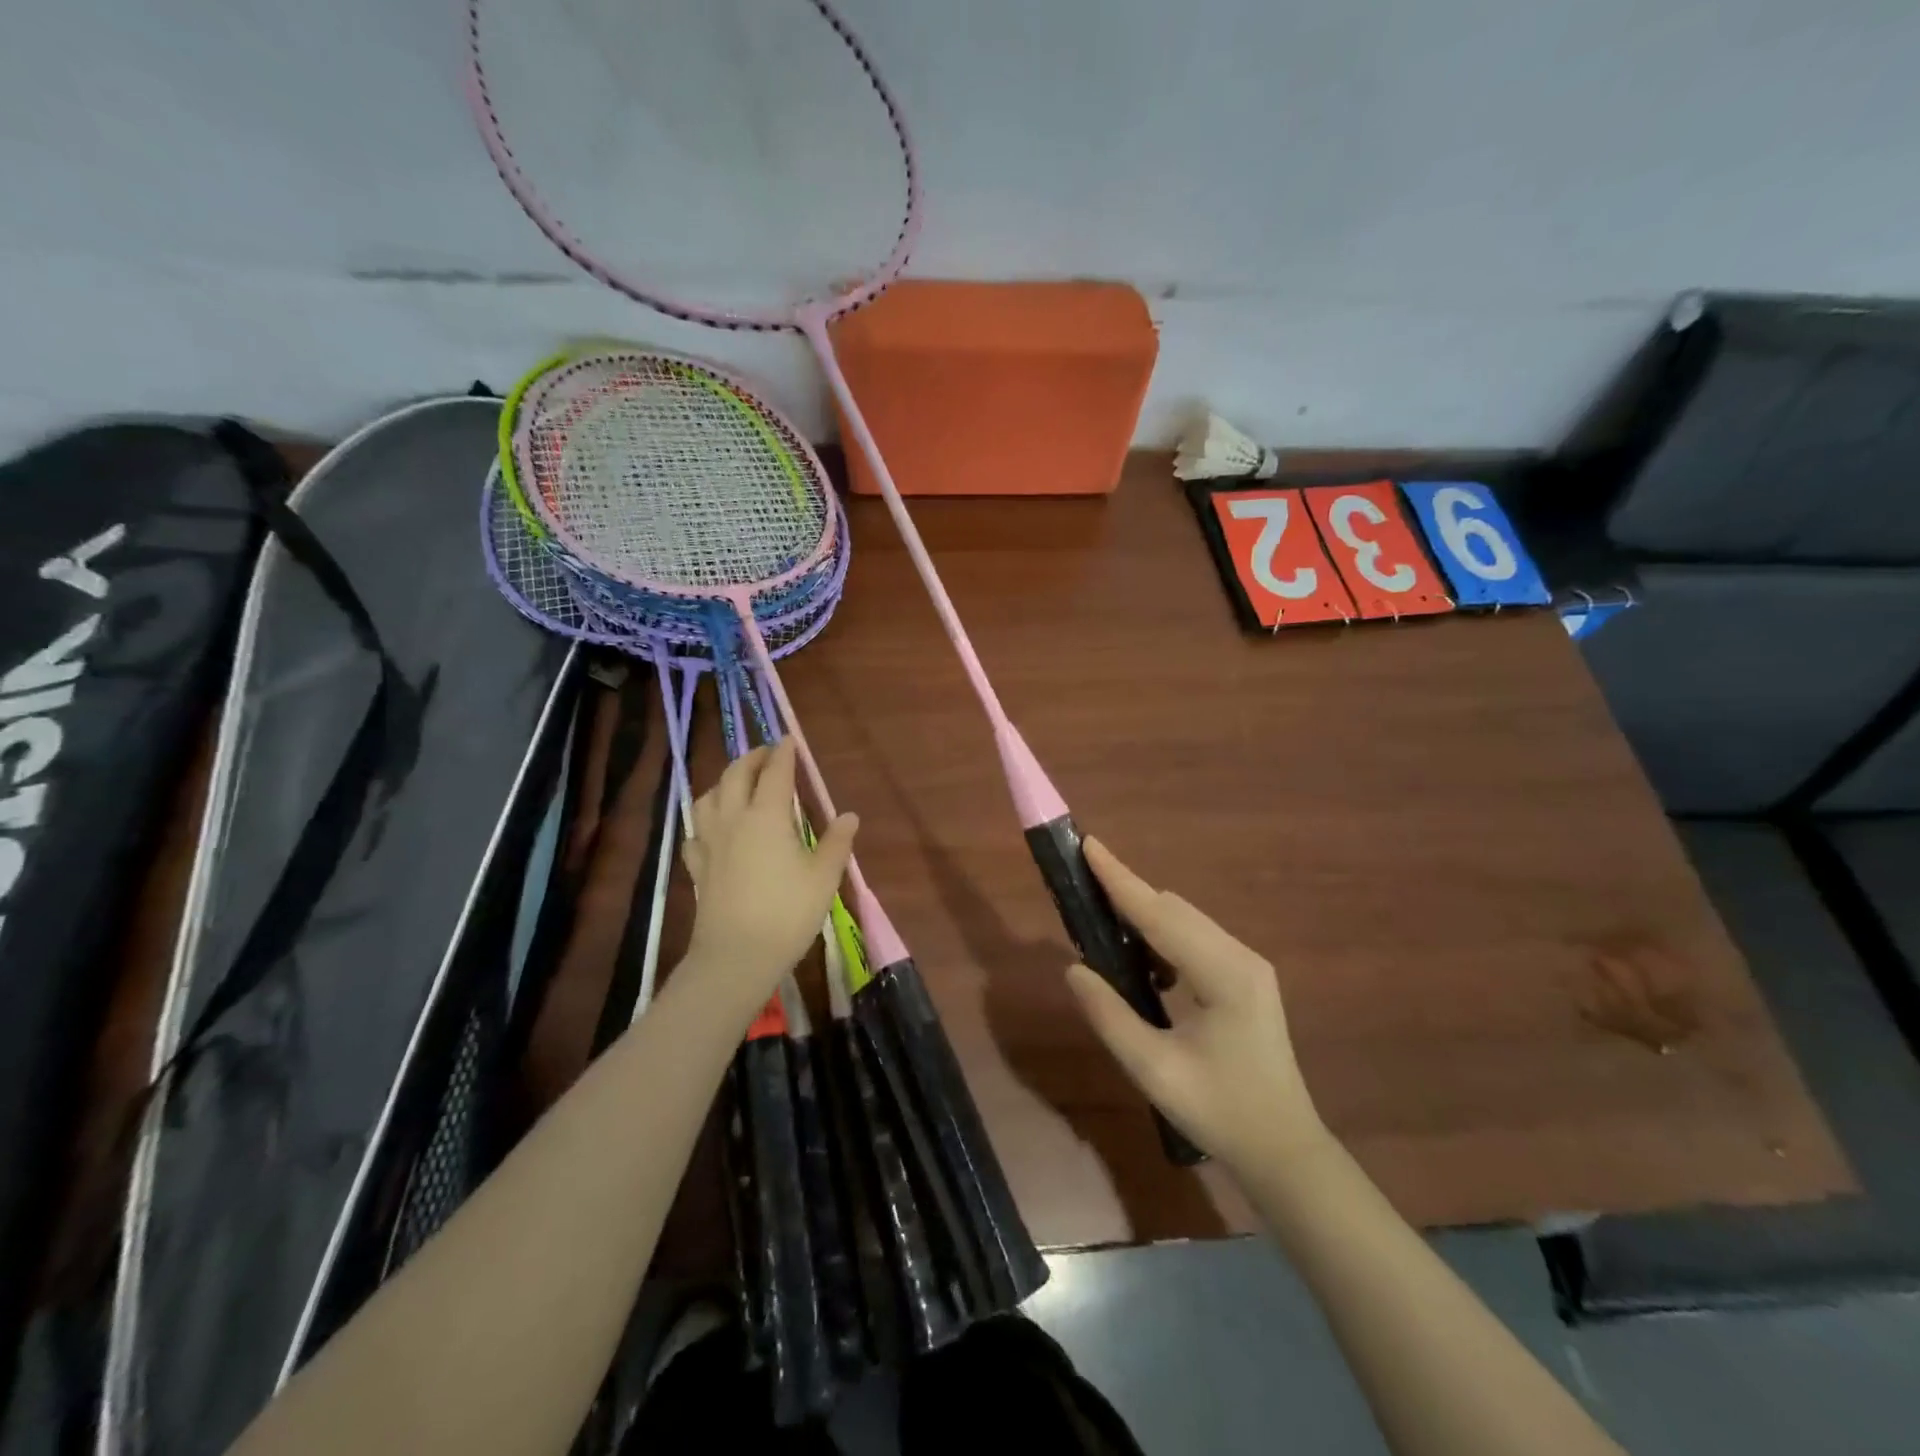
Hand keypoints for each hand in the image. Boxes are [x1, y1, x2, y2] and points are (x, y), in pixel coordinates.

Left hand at [682, 740, 856, 1016]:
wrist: (736, 957)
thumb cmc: (787, 913)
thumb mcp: (824, 877)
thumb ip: (836, 842)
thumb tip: (849, 815)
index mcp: (767, 816)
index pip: (776, 772)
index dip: (784, 753)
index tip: (790, 740)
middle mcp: (734, 819)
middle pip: (736, 775)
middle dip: (752, 757)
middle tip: (767, 754)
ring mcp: (710, 842)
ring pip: (708, 797)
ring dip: (723, 781)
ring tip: (737, 783)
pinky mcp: (697, 866)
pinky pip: (696, 831)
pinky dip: (705, 819)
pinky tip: (712, 828)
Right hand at [1065, 839, 1324, 1171]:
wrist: (1284, 1150)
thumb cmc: (1220, 1113)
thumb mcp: (1154, 1070)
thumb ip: (1110, 1016)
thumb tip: (1074, 969)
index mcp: (1224, 974)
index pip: (1160, 914)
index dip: (1120, 879)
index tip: (1088, 845)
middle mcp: (1240, 956)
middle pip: (1174, 910)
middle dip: (1127, 895)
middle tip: (1081, 895)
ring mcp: (1247, 965)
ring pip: (1184, 920)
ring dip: (1143, 917)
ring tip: (1102, 928)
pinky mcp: (1244, 977)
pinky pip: (1194, 939)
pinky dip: (1161, 937)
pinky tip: (1142, 964)